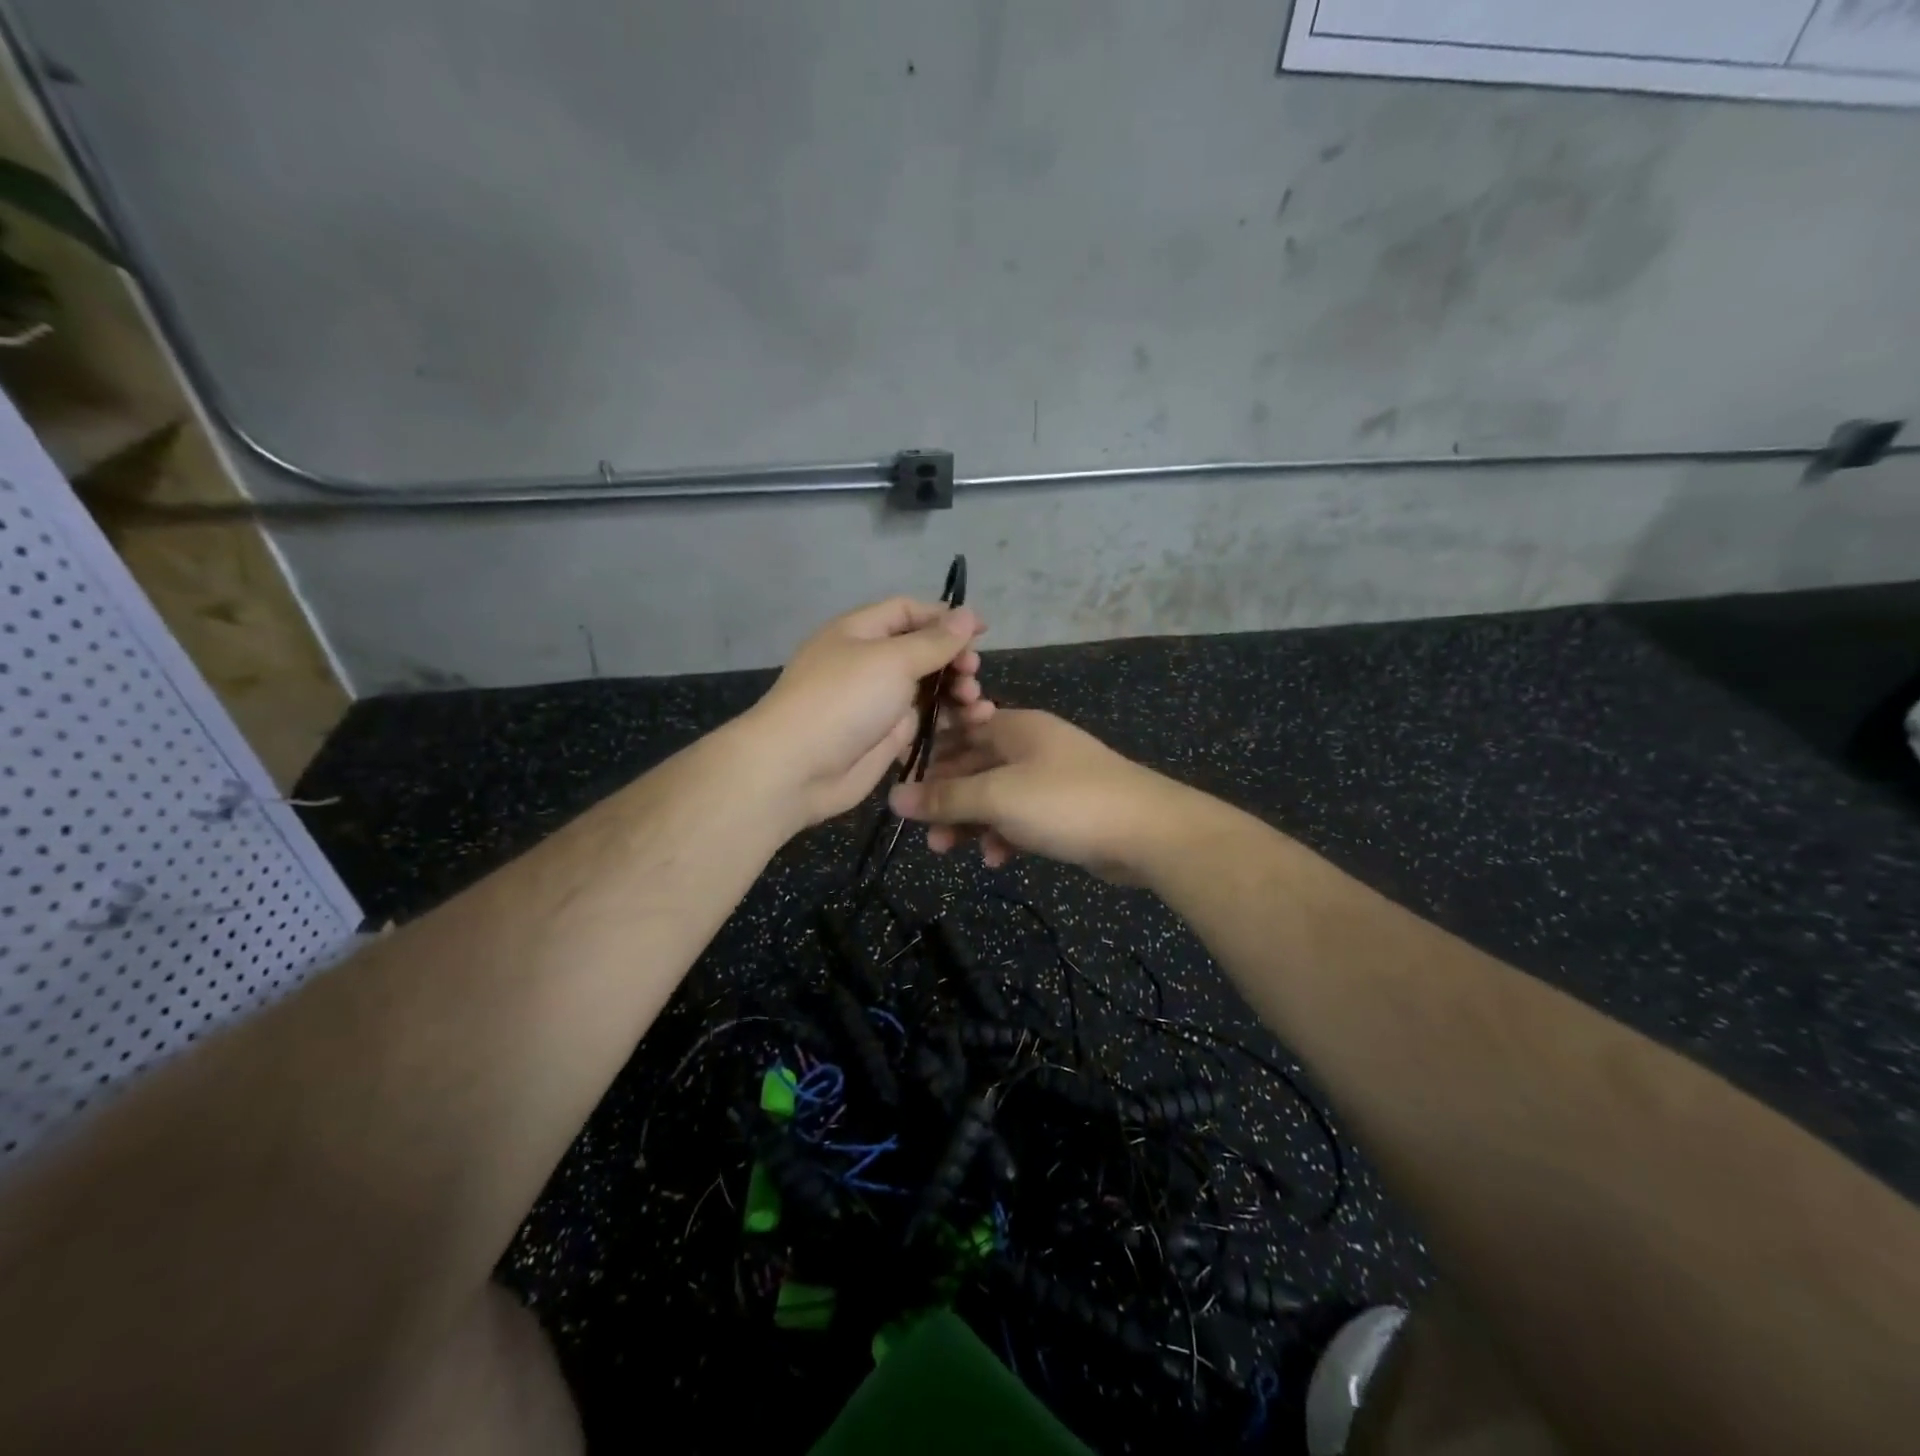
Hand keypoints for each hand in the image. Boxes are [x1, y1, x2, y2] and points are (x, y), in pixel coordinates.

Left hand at [743, 596, 993, 829]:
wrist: (798, 768)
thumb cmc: (844, 700)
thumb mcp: (892, 660)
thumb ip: (934, 640)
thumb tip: (967, 614)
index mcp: (861, 632)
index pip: (908, 612)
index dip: (946, 617)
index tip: (983, 630)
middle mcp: (870, 662)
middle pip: (922, 650)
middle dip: (953, 658)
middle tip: (972, 673)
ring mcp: (878, 701)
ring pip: (928, 687)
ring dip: (956, 689)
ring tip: (975, 702)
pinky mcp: (887, 736)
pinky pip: (925, 720)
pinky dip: (949, 718)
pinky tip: (973, 721)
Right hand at [888, 710, 1194, 881]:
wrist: (1148, 832)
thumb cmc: (1066, 802)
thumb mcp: (998, 798)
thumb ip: (945, 798)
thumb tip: (893, 797)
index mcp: (1016, 727)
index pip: (959, 732)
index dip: (929, 759)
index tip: (903, 789)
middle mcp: (1031, 746)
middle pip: (974, 767)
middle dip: (947, 800)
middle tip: (925, 833)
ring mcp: (1050, 778)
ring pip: (996, 796)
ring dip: (972, 822)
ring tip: (950, 850)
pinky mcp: (1065, 810)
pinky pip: (1021, 817)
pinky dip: (1005, 835)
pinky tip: (998, 859)